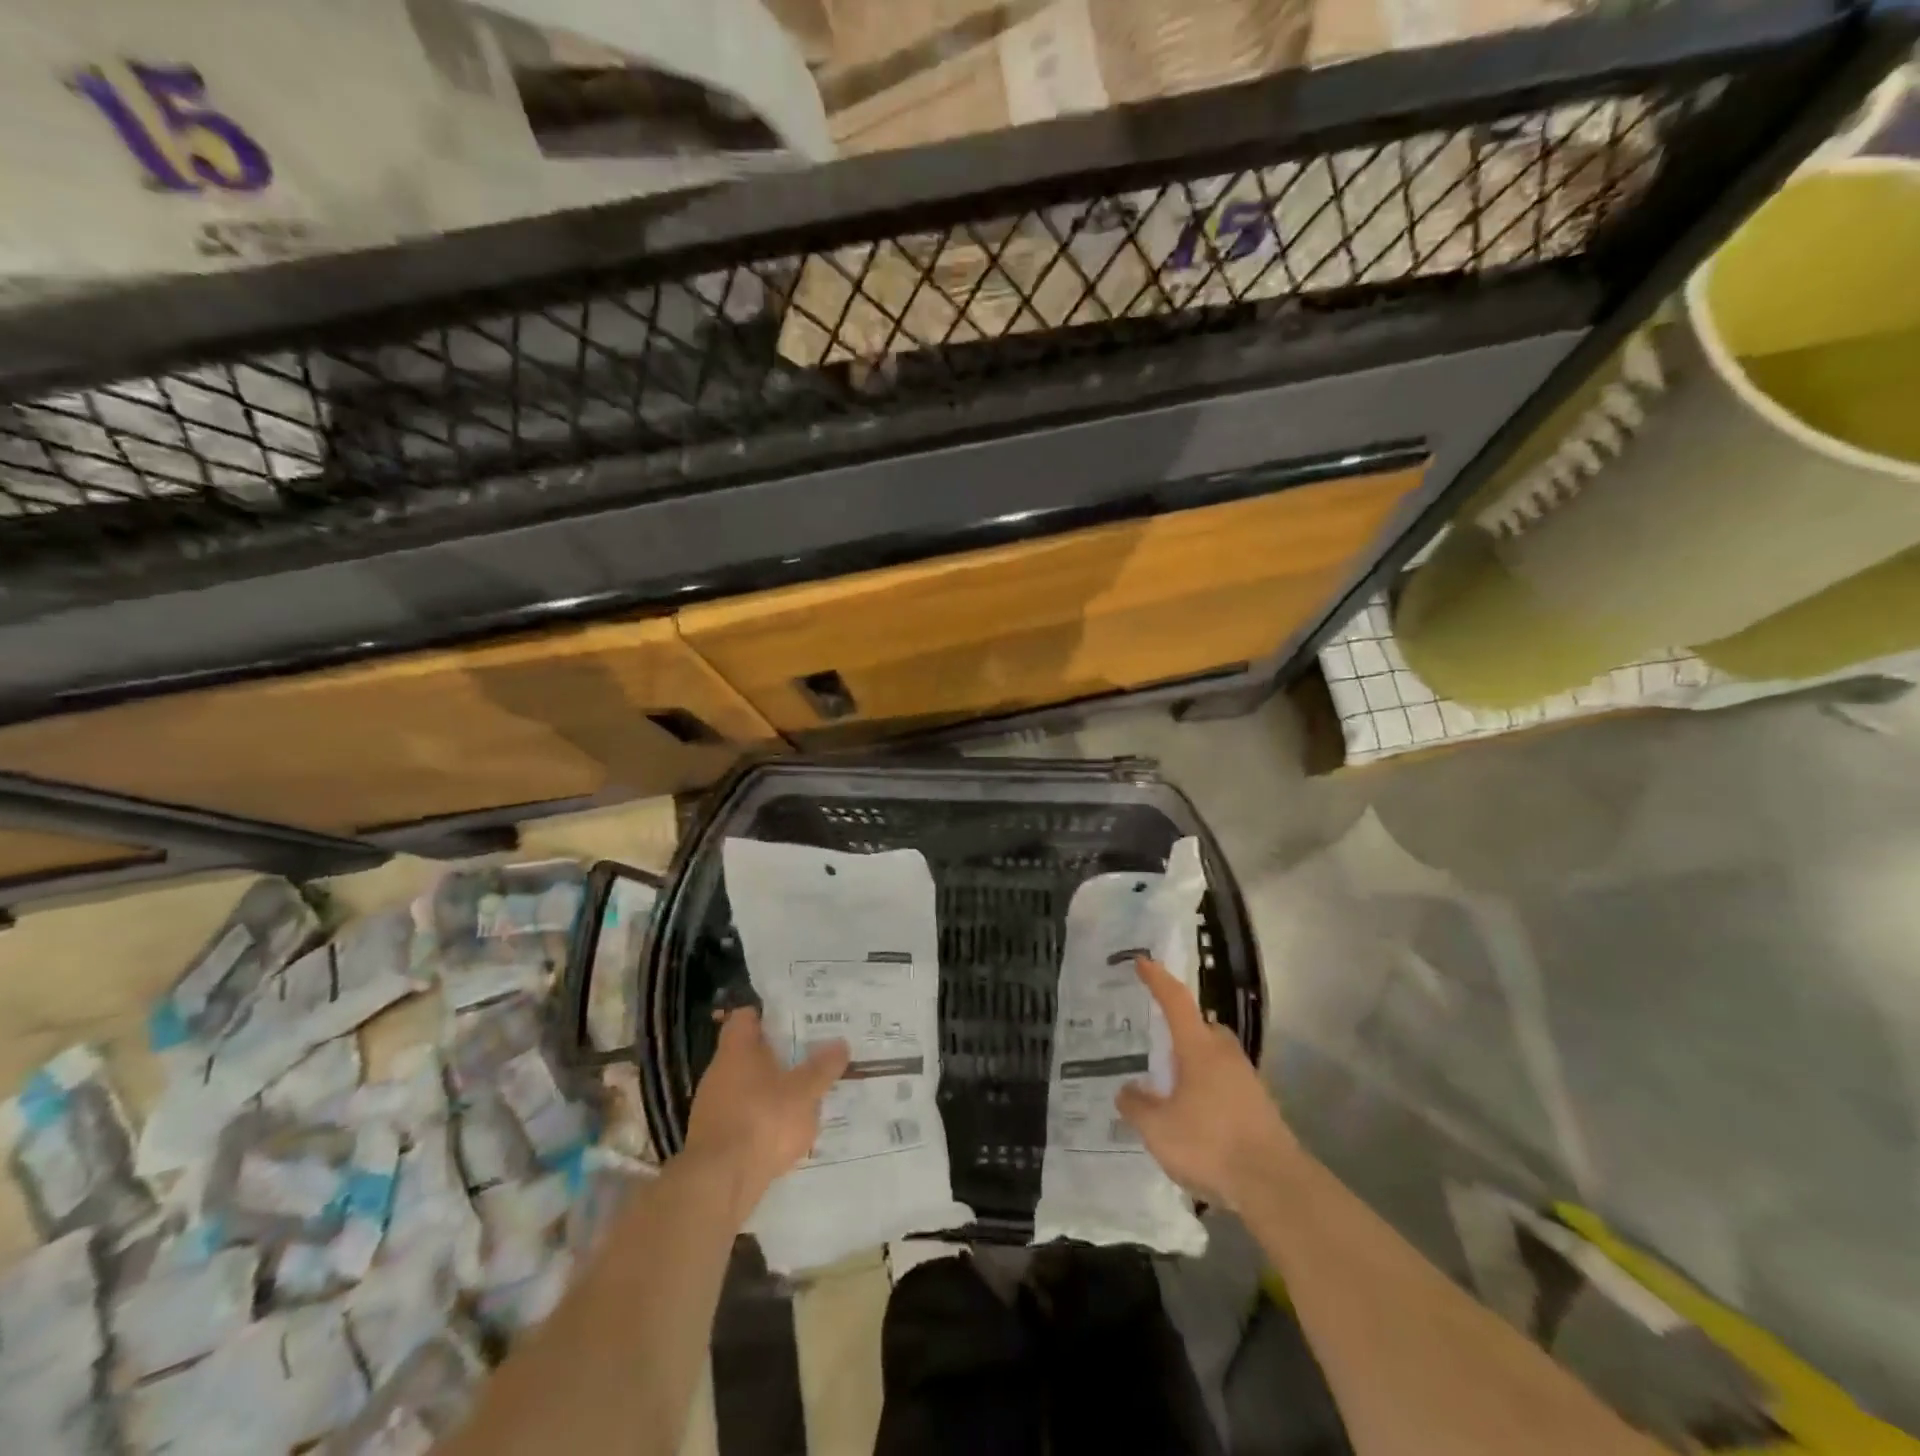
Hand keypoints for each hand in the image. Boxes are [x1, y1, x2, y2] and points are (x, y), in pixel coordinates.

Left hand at [683, 1007, 849, 1219]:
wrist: (718, 1184)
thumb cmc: (763, 1121)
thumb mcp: (804, 1092)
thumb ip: (822, 1068)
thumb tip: (841, 1043)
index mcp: (737, 1049)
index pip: (746, 1017)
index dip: (767, 1014)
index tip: (793, 1018)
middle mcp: (719, 1071)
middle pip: (747, 1052)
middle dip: (775, 1054)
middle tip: (807, 1054)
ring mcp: (711, 1106)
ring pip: (744, 1085)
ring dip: (768, 1088)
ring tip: (800, 1093)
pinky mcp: (712, 1138)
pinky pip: (740, 1116)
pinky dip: (759, 1118)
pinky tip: (782, 1130)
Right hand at [1116, 956, 1297, 1212]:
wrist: (1275, 1186)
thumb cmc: (1210, 1144)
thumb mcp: (1158, 1129)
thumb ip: (1137, 1106)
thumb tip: (1126, 1090)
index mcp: (1199, 1048)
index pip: (1176, 1001)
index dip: (1158, 979)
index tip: (1143, 961)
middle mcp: (1225, 1054)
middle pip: (1202, 1027)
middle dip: (1182, 1029)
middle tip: (1158, 1042)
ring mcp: (1247, 1080)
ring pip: (1216, 1057)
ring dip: (1196, 1063)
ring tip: (1172, 1086)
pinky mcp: (1260, 1107)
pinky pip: (1226, 1084)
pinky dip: (1209, 1090)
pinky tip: (1196, 1116)